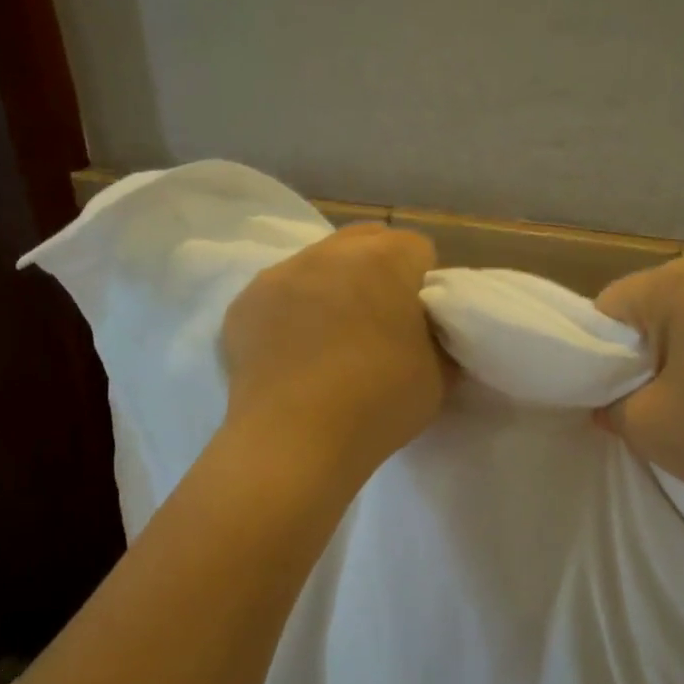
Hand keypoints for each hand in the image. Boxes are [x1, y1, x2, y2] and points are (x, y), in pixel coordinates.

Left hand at [221, 224, 447, 481]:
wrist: (293, 441)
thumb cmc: (378, 403)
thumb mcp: (439, 375)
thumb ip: (438, 338)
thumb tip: (427, 330)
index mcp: (385, 259)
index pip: (418, 250)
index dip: (424, 284)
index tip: (420, 321)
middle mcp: (330, 252)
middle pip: (366, 241)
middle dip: (379, 271)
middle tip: (381, 322)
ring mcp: (280, 274)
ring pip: (319, 263)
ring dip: (333, 287)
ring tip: (331, 339)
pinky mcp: (244, 303)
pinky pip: (280, 294)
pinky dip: (292, 312)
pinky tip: (294, 354)